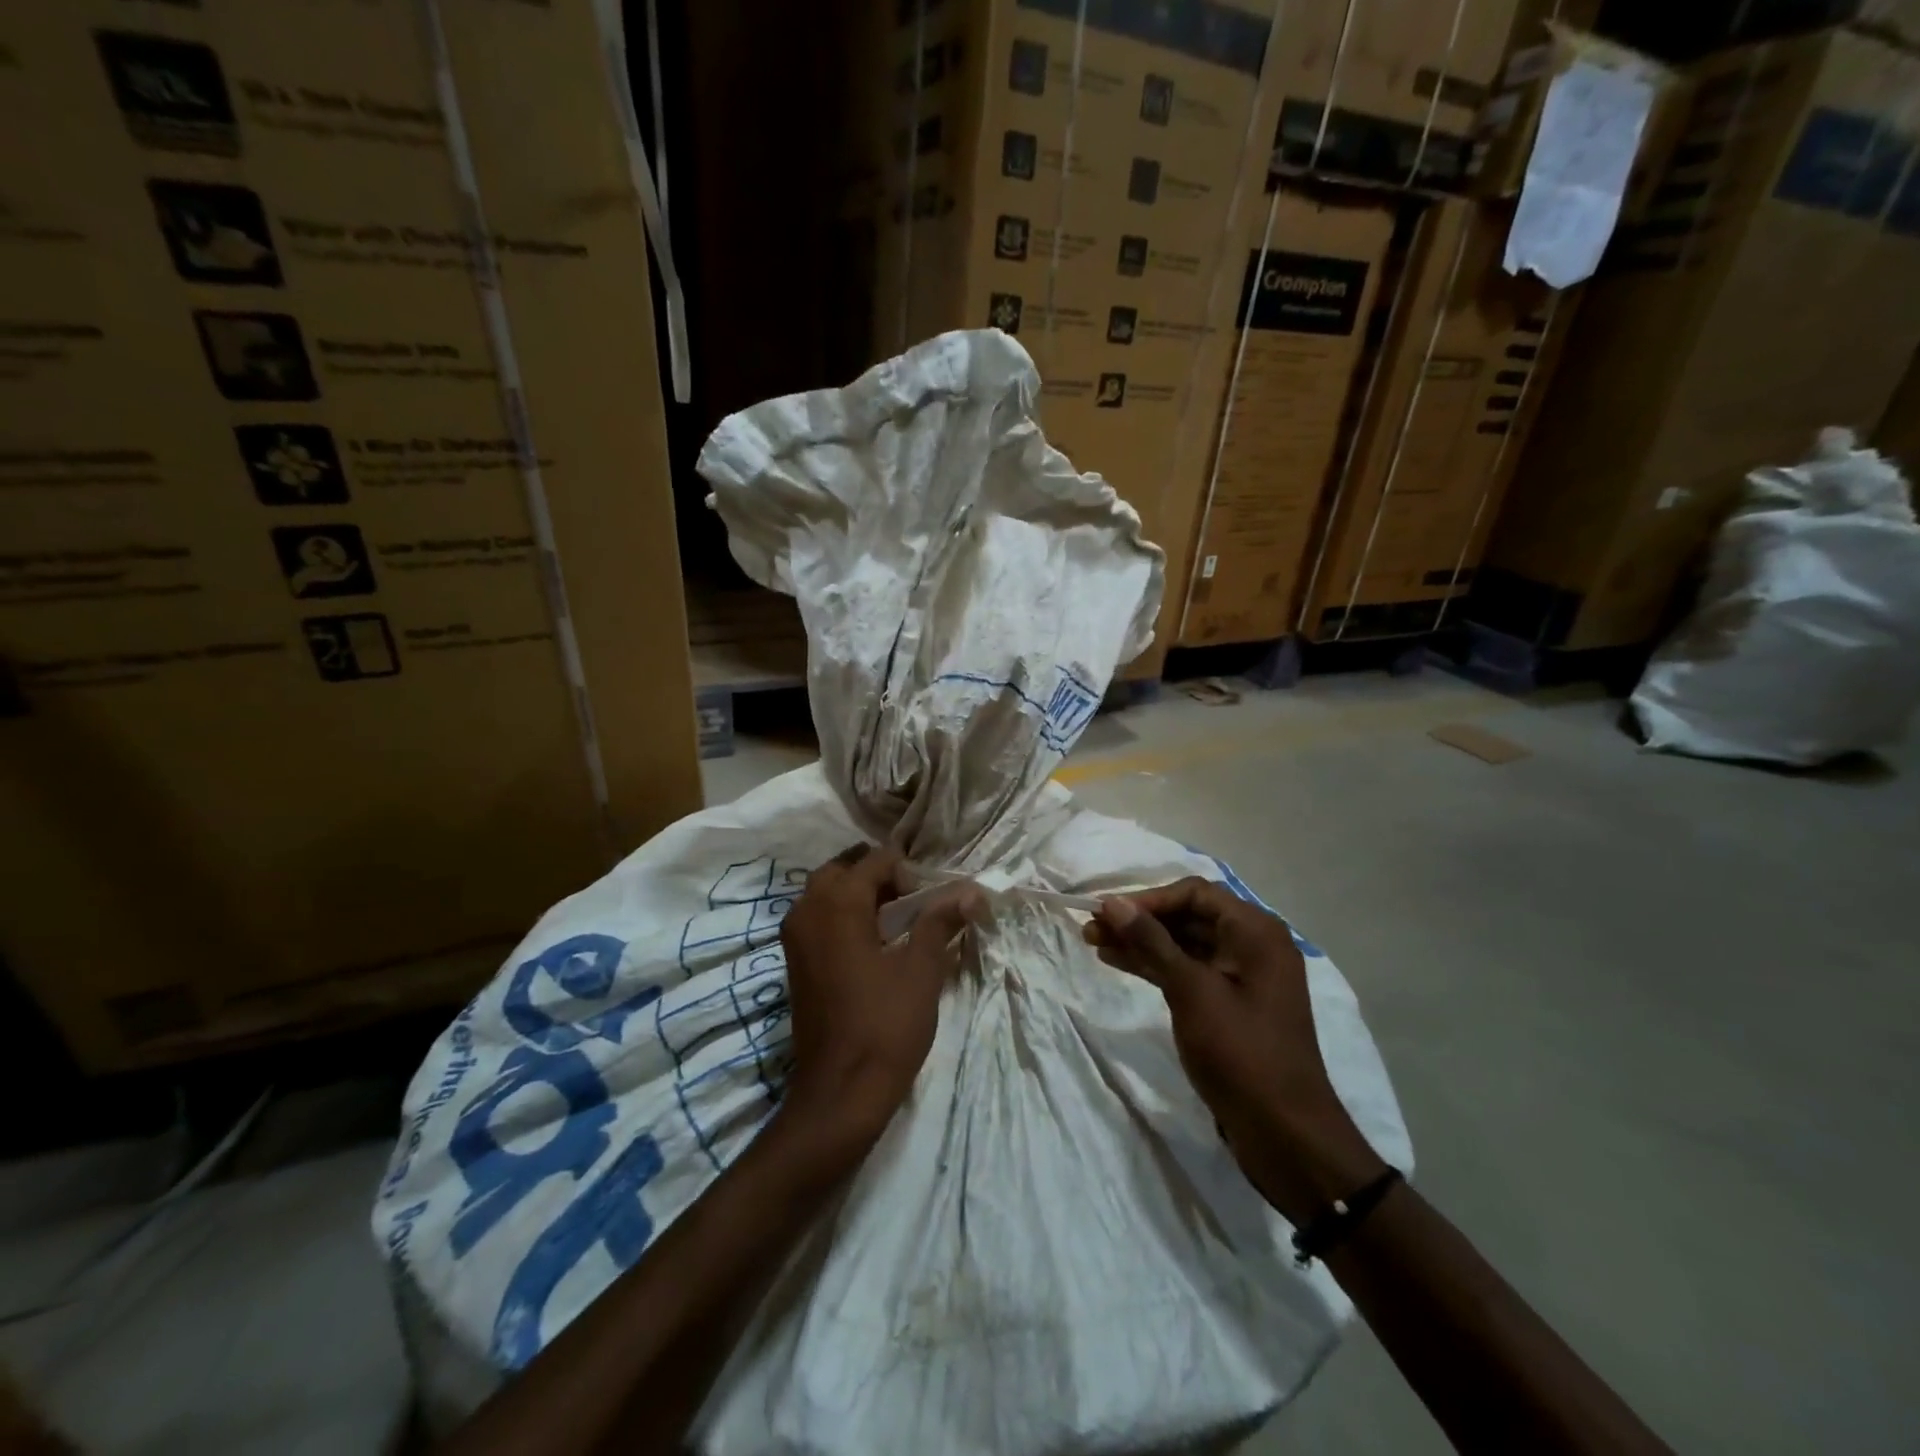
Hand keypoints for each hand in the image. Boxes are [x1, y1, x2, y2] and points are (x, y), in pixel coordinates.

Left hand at [776, 845, 981, 1154]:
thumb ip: (940, 921)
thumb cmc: (885, 1026)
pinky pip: (816, 918)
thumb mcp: (921, 969)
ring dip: (857, 894)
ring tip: (895, 917)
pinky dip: (841, 915)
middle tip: (911, 899)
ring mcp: (794, 938)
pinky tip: (871, 942)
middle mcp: (807, 910)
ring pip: (824, 893)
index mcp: (837, 904)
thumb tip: (971, 889)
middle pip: (842, 870)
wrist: (839, 1093)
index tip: (930, 899)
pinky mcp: (793, 962)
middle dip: (877, 875)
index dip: (906, 872)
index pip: (874, 861)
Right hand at [1085, 878, 1384, 1223]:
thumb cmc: (1241, 1053)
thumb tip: (1113, 902)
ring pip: (1184, 944)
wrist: (1285, 1134)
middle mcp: (1252, 945)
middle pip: (1188, 916)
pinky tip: (1120, 963)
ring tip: (1095, 943)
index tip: (1108, 913)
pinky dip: (1156, 966)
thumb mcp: (1192, 991)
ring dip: (1141, 942)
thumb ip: (1151, 942)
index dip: (1148, 899)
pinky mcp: (1230, 1004)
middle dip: (1139, 920)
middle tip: (1091, 929)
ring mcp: (1241, 976)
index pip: (1194, 893)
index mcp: (1256, 931)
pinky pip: (1188, 970)